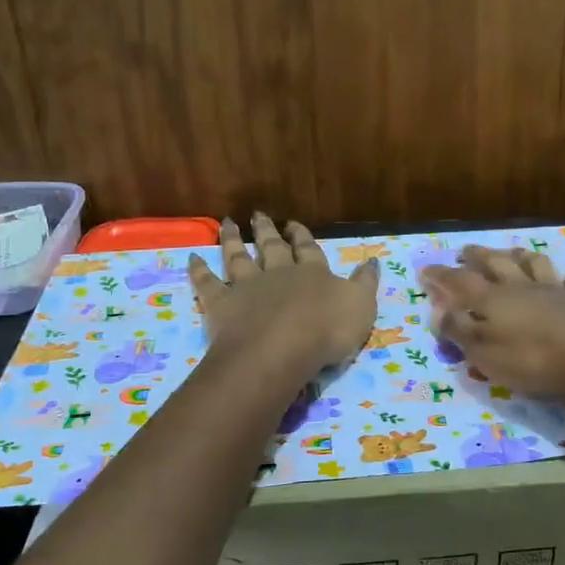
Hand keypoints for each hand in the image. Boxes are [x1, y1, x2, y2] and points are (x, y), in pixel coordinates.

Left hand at [188, 215, 378, 375]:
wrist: (281, 349)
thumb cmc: (327, 330)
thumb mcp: (361, 307)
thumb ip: (365, 284)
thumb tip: (373, 261)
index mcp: (313, 273)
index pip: (308, 249)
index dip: (302, 236)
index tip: (294, 224)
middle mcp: (278, 273)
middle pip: (271, 246)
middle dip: (267, 230)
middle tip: (259, 214)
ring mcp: (247, 286)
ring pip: (238, 257)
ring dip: (232, 239)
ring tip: (227, 223)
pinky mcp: (221, 303)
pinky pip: (206, 283)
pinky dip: (199, 270)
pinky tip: (192, 257)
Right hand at [423, 246, 564, 398]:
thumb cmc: (530, 357)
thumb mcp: (484, 352)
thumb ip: (460, 331)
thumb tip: (439, 312)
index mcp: (493, 300)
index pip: (460, 282)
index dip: (441, 275)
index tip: (425, 269)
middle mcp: (522, 287)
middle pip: (497, 263)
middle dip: (478, 256)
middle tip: (466, 251)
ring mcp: (556, 292)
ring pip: (536, 265)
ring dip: (523, 256)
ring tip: (514, 252)